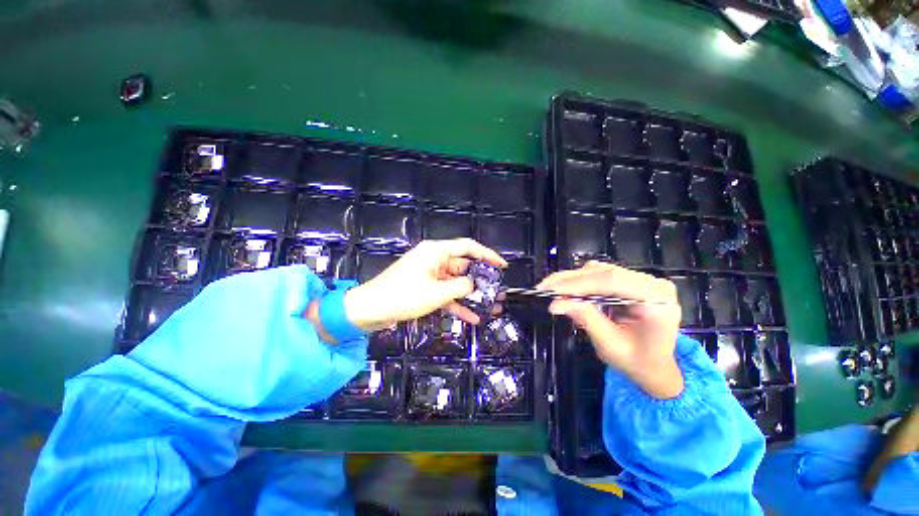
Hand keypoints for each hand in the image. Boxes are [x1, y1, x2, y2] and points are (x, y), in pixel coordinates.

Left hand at [343, 239, 506, 331]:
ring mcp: (429, 275)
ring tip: (492, 306)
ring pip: (456, 282)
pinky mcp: (425, 288)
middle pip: (464, 266)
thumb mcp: (436, 293)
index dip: (487, 254)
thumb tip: (474, 285)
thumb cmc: (403, 296)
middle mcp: (434, 259)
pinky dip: (457, 304)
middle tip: (499, 291)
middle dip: (481, 280)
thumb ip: (460, 286)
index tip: (502, 266)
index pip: (468, 247)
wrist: (369, 310)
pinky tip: (472, 317)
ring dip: (472, 295)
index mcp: (436, 252)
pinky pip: (446, 293)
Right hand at [537, 261, 682, 398]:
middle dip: (570, 280)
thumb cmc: (637, 362)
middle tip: (544, 286)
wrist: (655, 368)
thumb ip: (586, 319)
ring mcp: (643, 281)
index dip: (578, 284)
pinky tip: (566, 289)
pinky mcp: (631, 281)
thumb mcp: (610, 345)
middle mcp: (652, 284)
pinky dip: (580, 281)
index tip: (552, 290)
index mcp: (657, 300)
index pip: (612, 281)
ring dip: (573, 279)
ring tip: (552, 288)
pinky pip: (601, 275)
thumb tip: (557, 303)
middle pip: (605, 272)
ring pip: (600, 270)